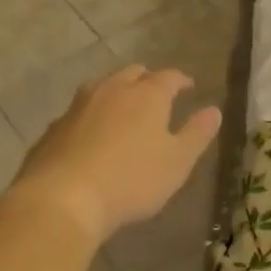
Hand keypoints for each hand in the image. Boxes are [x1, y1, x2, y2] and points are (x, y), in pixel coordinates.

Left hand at [10, 65, 222, 243]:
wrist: (63, 197)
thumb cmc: (132, 179)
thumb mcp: (177, 162)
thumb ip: (197, 134)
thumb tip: (214, 110)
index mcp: (147, 94)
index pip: (169, 77)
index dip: (181, 80)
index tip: (188, 86)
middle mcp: (112, 89)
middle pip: (133, 73)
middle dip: (148, 79)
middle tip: (157, 94)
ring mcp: (79, 105)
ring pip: (103, 86)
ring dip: (118, 92)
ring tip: (124, 108)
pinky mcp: (55, 125)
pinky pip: (80, 110)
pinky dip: (93, 114)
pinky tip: (92, 133)